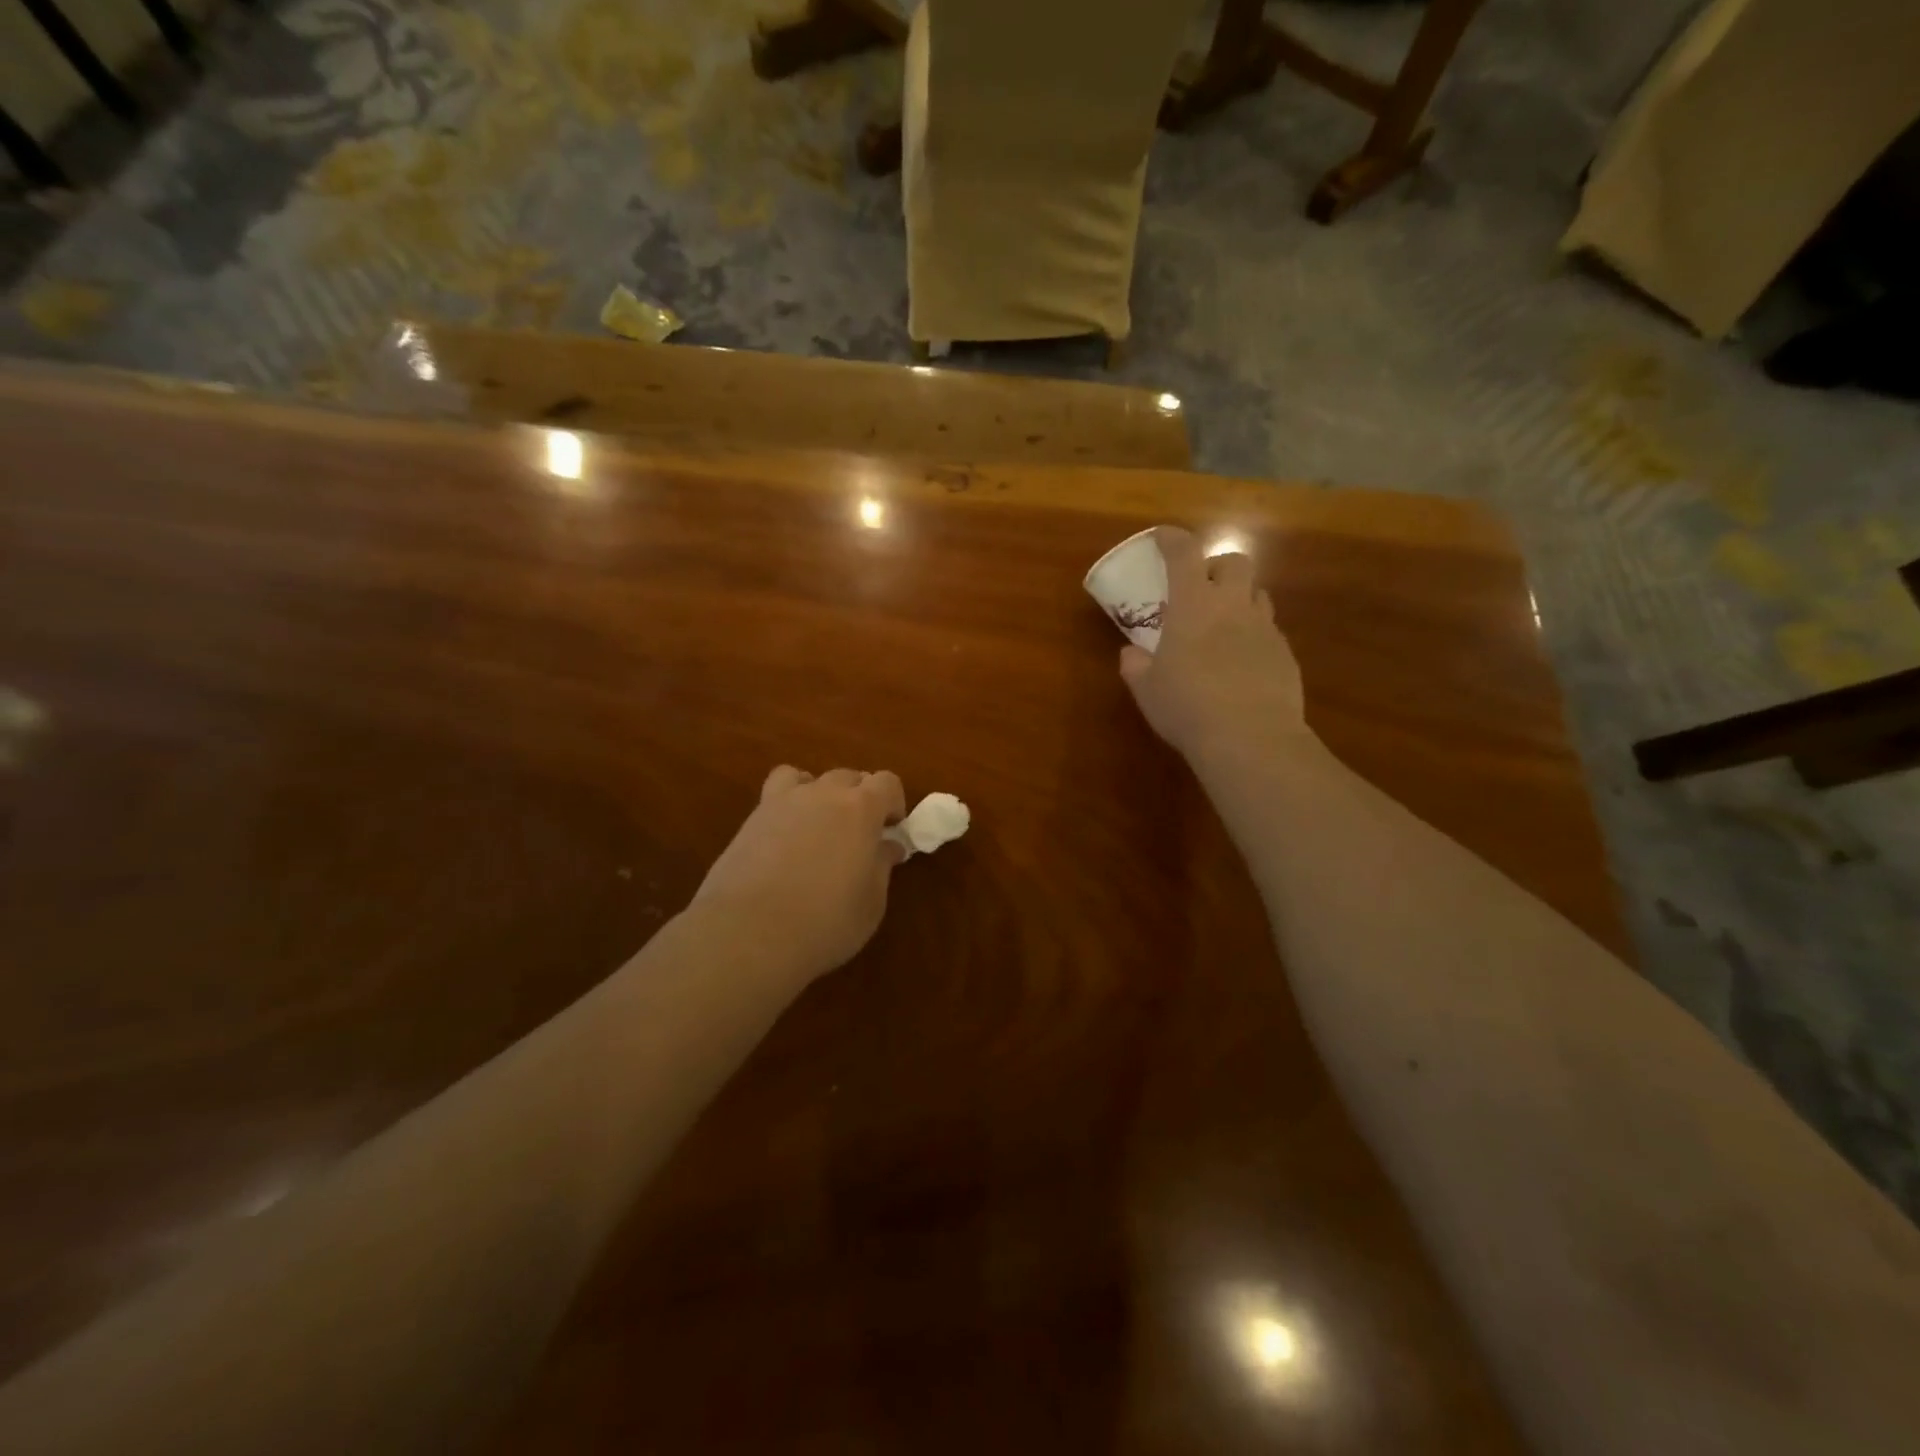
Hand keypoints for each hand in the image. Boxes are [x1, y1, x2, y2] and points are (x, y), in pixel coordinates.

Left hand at [691, 766, 906, 980]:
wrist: (747, 934)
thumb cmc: (824, 922)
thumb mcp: (870, 903)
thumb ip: (882, 867)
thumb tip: (888, 846)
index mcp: (861, 809)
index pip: (887, 782)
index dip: (894, 803)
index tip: (892, 830)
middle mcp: (823, 793)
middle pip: (849, 777)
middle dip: (860, 798)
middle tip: (859, 836)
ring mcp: (783, 802)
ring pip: (809, 777)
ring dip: (821, 793)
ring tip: (819, 827)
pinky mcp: (751, 819)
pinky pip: (776, 793)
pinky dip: (787, 803)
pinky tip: (786, 835)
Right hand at [1119, 526, 1309, 764]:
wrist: (1250, 738)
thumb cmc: (1187, 707)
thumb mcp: (1147, 689)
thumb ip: (1136, 665)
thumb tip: (1131, 654)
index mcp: (1194, 605)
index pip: (1184, 553)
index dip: (1172, 539)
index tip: (1161, 537)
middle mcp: (1233, 606)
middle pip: (1235, 562)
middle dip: (1217, 566)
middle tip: (1200, 589)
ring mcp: (1265, 629)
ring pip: (1258, 594)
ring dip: (1239, 600)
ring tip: (1222, 626)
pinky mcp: (1286, 655)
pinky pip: (1270, 631)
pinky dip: (1254, 636)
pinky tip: (1241, 664)